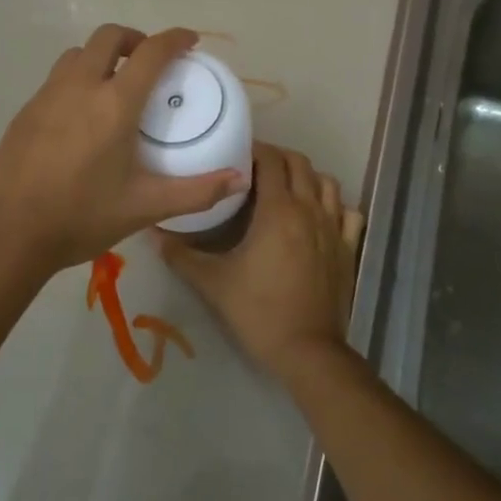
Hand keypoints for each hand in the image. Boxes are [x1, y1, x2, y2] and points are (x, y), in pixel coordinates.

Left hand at [0, 24, 248, 275]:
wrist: (8, 234)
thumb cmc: (81, 217)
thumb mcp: (145, 206)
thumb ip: (197, 191)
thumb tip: (240, 180)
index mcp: (114, 104)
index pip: (151, 53)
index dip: (174, 39)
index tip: (189, 41)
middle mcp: (79, 87)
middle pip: (108, 37)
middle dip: (134, 39)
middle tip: (149, 63)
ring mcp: (46, 96)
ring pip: (77, 54)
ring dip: (101, 56)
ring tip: (115, 85)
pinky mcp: (25, 112)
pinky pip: (56, 79)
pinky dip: (77, 79)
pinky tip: (81, 117)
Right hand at [156, 143, 364, 383]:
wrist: (306, 350)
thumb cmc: (257, 311)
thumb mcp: (212, 282)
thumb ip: (180, 255)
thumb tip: (151, 233)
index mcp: (278, 210)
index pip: (270, 160)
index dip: (254, 150)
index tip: (235, 155)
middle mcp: (309, 209)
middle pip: (299, 163)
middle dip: (278, 158)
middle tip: (254, 169)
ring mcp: (334, 228)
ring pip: (327, 183)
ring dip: (306, 176)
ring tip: (285, 188)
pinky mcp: (348, 248)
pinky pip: (348, 213)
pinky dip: (334, 205)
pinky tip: (319, 215)